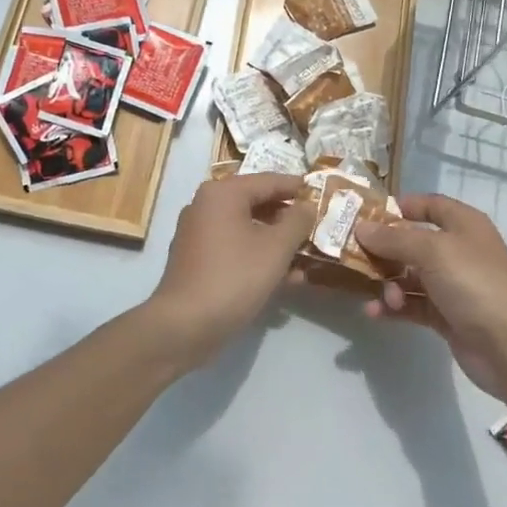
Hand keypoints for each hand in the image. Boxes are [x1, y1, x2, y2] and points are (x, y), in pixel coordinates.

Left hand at [143, 173, 313, 371]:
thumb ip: (297, 221)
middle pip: (257, 203)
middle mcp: (206, 206)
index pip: (268, 181)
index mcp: (222, 193)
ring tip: (308, 255)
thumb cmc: (234, 277)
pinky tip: (287, 278)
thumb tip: (307, 205)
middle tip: (317, 225)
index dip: (297, 187)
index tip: (322, 193)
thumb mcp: (276, 248)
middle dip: (289, 218)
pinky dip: (259, 256)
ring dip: (278, 241)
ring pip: (247, 229)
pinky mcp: (197, 260)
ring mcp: (198, 234)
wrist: (185, 326)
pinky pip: (235, 248)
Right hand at [353, 194, 506, 404]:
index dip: (400, 206)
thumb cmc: (475, 284)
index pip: (428, 204)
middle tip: (352, 256)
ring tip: (380, 297)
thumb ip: (394, 239)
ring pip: (409, 276)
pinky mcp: (447, 316)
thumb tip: (361, 228)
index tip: (365, 215)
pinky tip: (375, 314)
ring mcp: (453, 285)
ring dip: (388, 284)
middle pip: (412, 242)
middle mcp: (458, 250)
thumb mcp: (432, 251)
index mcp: (463, 224)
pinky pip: (413, 305)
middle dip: (384, 250)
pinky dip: (394, 307)